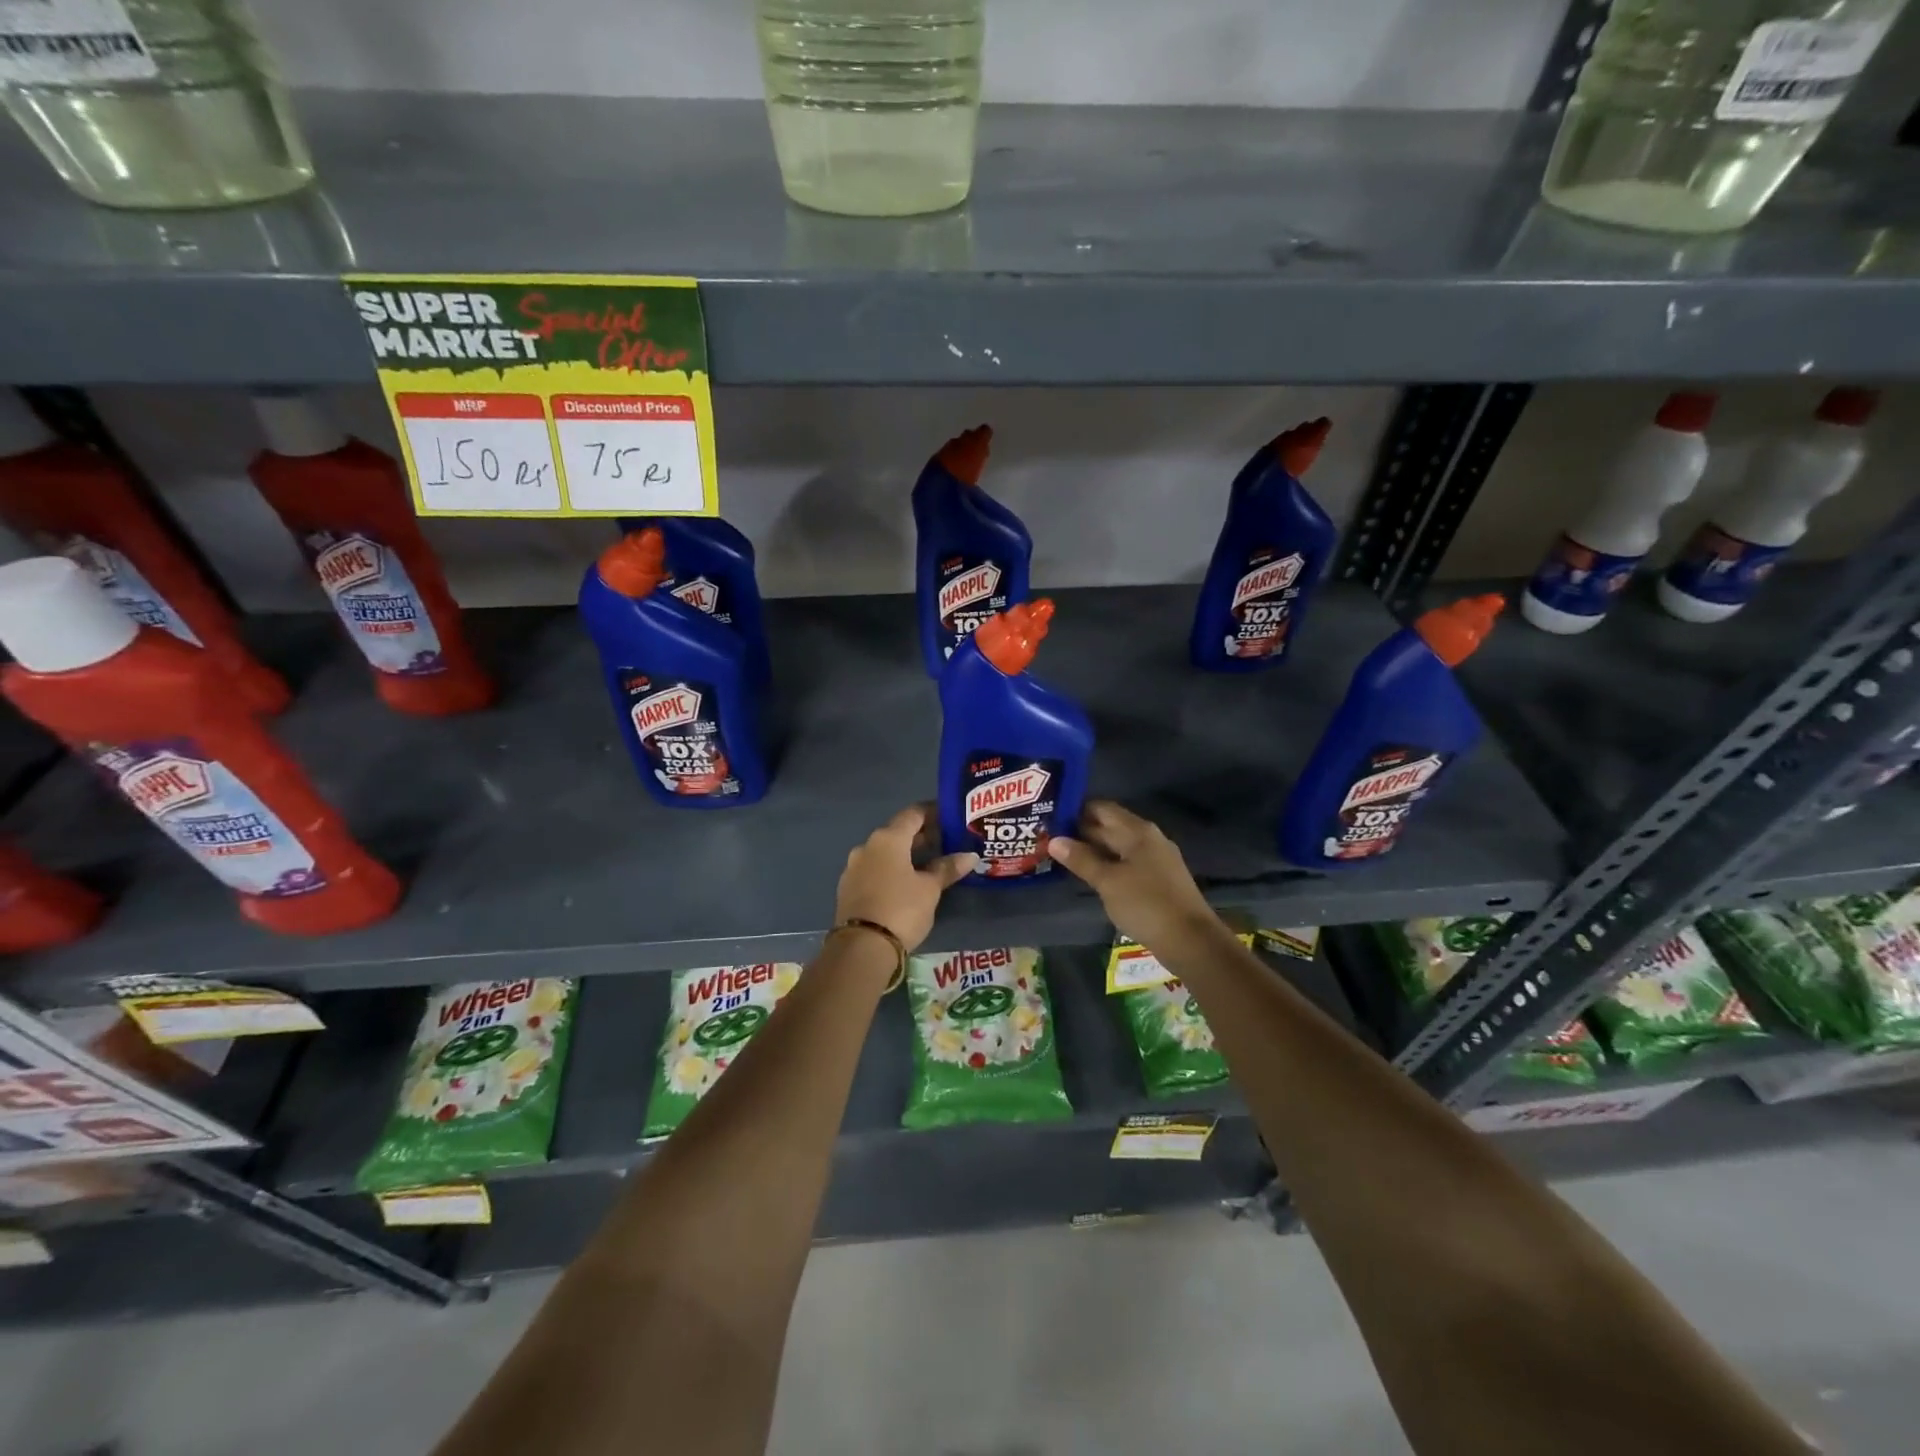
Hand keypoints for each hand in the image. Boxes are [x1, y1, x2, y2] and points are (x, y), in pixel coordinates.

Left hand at [835, 805, 977, 952]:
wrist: (861, 948)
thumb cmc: (901, 909)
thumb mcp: (930, 889)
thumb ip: (947, 868)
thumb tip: (970, 856)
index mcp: (888, 839)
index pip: (913, 814)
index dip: (933, 812)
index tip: (950, 817)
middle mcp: (867, 846)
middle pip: (897, 832)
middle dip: (920, 836)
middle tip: (945, 842)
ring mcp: (853, 867)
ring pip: (884, 852)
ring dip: (904, 854)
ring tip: (928, 864)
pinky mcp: (848, 888)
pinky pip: (874, 870)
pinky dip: (891, 870)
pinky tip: (905, 883)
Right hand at [1046, 801, 1220, 951]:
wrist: (1191, 941)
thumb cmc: (1146, 904)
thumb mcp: (1108, 881)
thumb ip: (1081, 859)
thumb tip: (1054, 840)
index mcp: (1137, 831)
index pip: (1101, 809)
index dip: (1076, 810)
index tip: (1050, 818)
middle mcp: (1148, 838)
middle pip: (1110, 827)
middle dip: (1081, 832)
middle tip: (1048, 838)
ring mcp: (1156, 859)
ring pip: (1118, 847)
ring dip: (1093, 851)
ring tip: (1062, 857)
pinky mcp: (1158, 880)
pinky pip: (1127, 863)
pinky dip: (1107, 865)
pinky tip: (1090, 876)